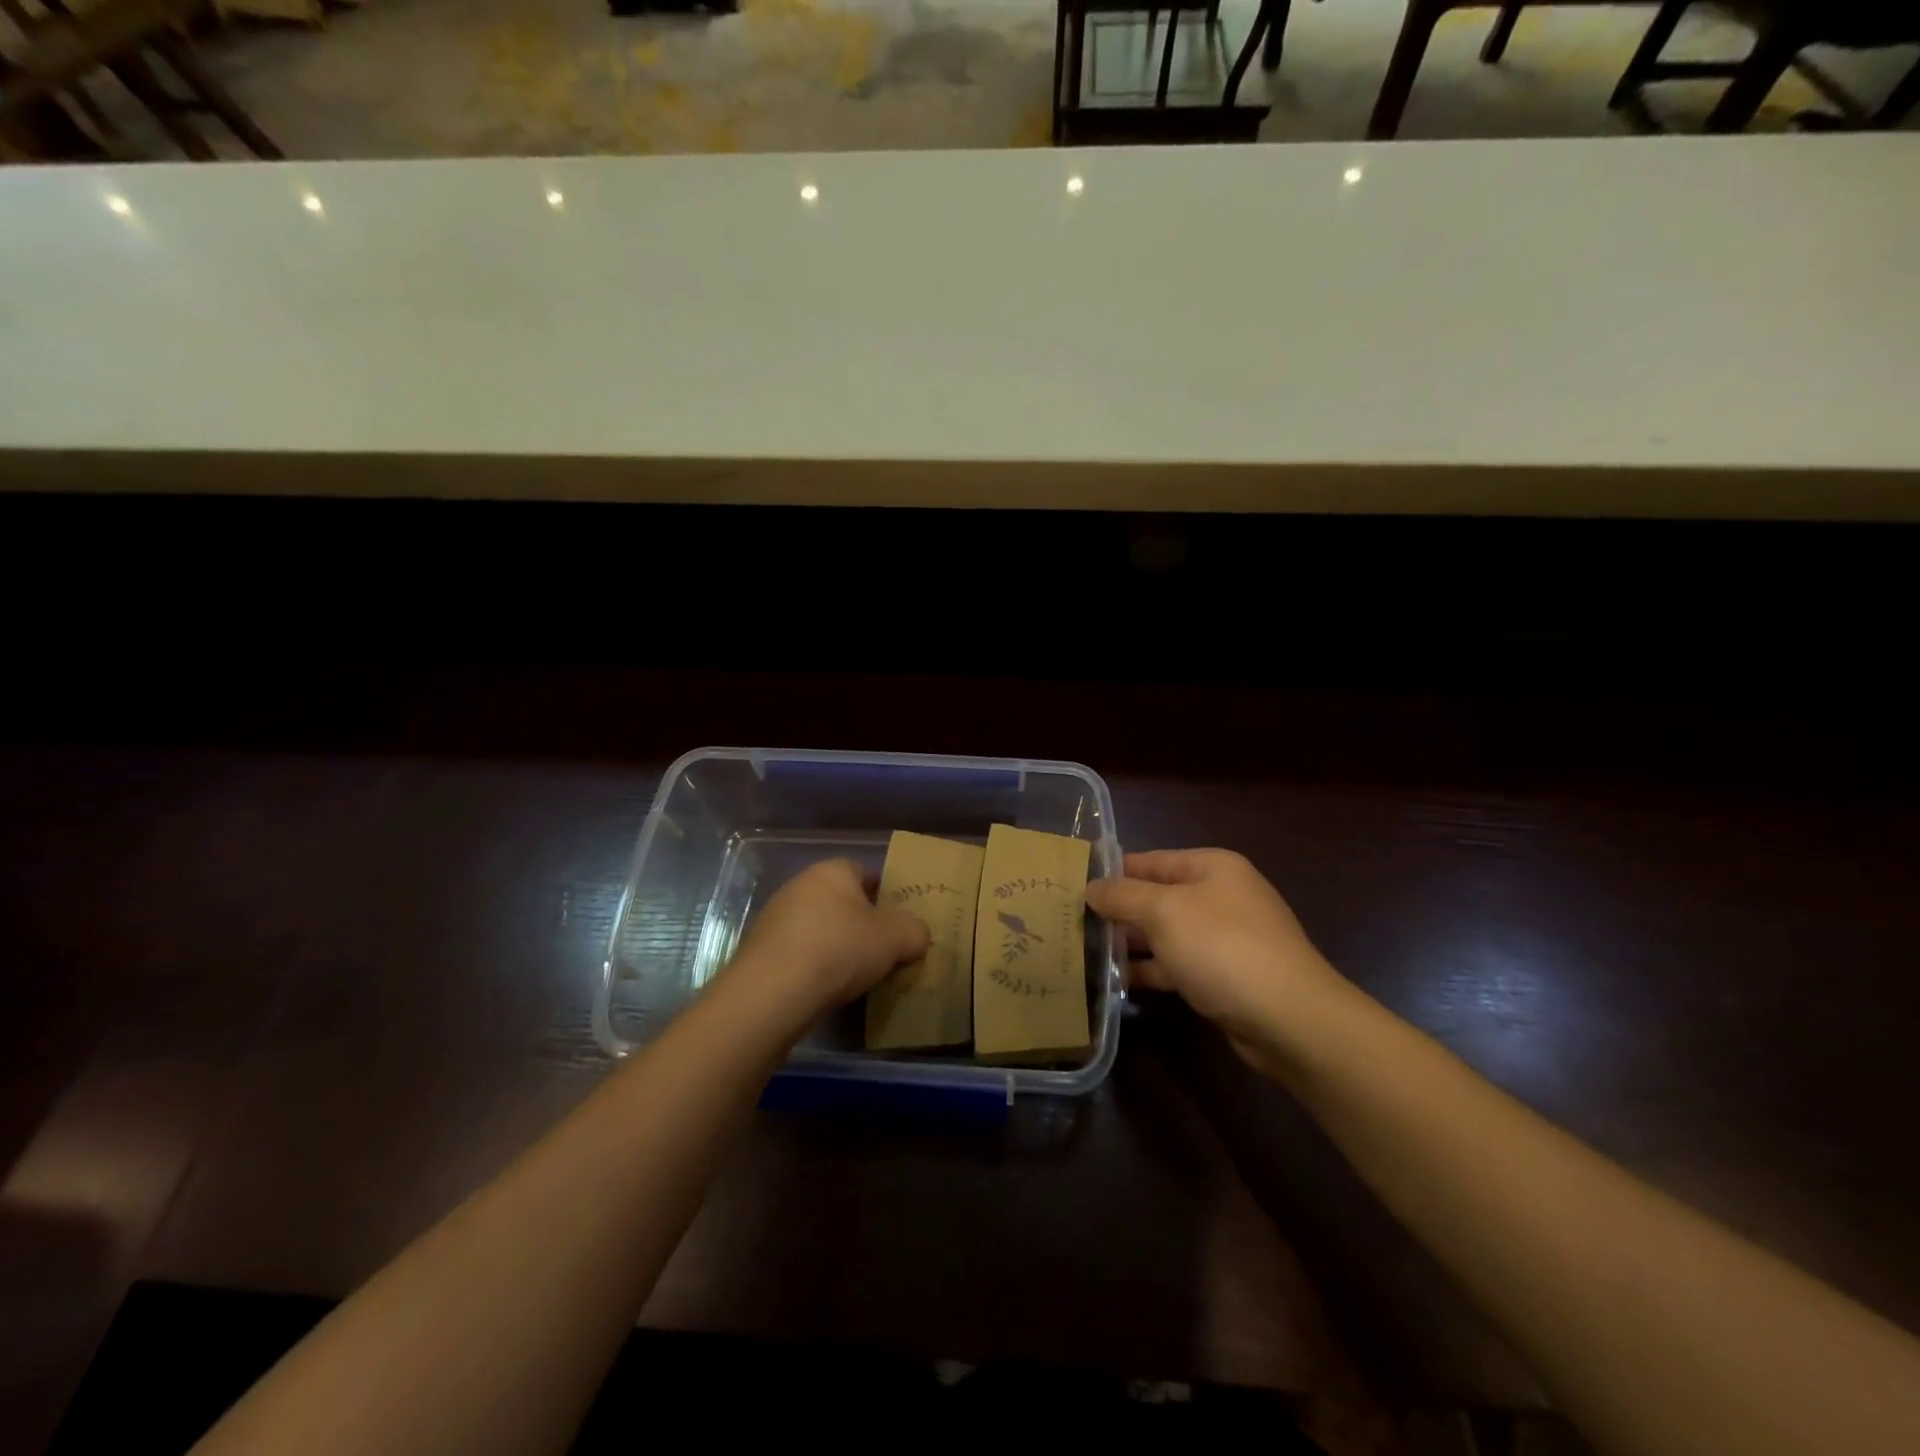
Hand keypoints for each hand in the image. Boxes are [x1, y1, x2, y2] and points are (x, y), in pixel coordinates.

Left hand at [726, 858, 930, 1014]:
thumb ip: (915, 931)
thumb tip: (916, 935)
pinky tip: (823, 989)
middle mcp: (800, 885)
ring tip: (854, 977)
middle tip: (880, 952)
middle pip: (840, 901)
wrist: (772, 993)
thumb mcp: (896, 939)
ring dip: (835, 946)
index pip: (864, 872)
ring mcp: (775, 917)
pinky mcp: (760, 950)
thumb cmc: (840, 949)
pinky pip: (798, 953)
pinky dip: (812, 966)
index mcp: (833, 871)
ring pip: (818, 927)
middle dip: (860, 923)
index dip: (884, 895)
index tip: (897, 924)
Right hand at [1086, 849, 1347, 1071]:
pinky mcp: (1225, 976)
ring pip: (1166, 933)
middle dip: (1118, 910)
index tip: (1072, 885)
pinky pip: (1178, 965)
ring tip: (1086, 952)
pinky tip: (1118, 981)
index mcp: (1212, 867)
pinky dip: (1151, 970)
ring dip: (1131, 943)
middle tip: (1072, 922)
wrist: (1289, 1019)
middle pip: (1157, 897)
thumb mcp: (1163, 911)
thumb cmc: (1222, 947)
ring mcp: (1225, 938)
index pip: (1150, 860)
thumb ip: (1122, 896)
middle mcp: (1220, 896)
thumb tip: (1090, 887)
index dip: (1112, 872)